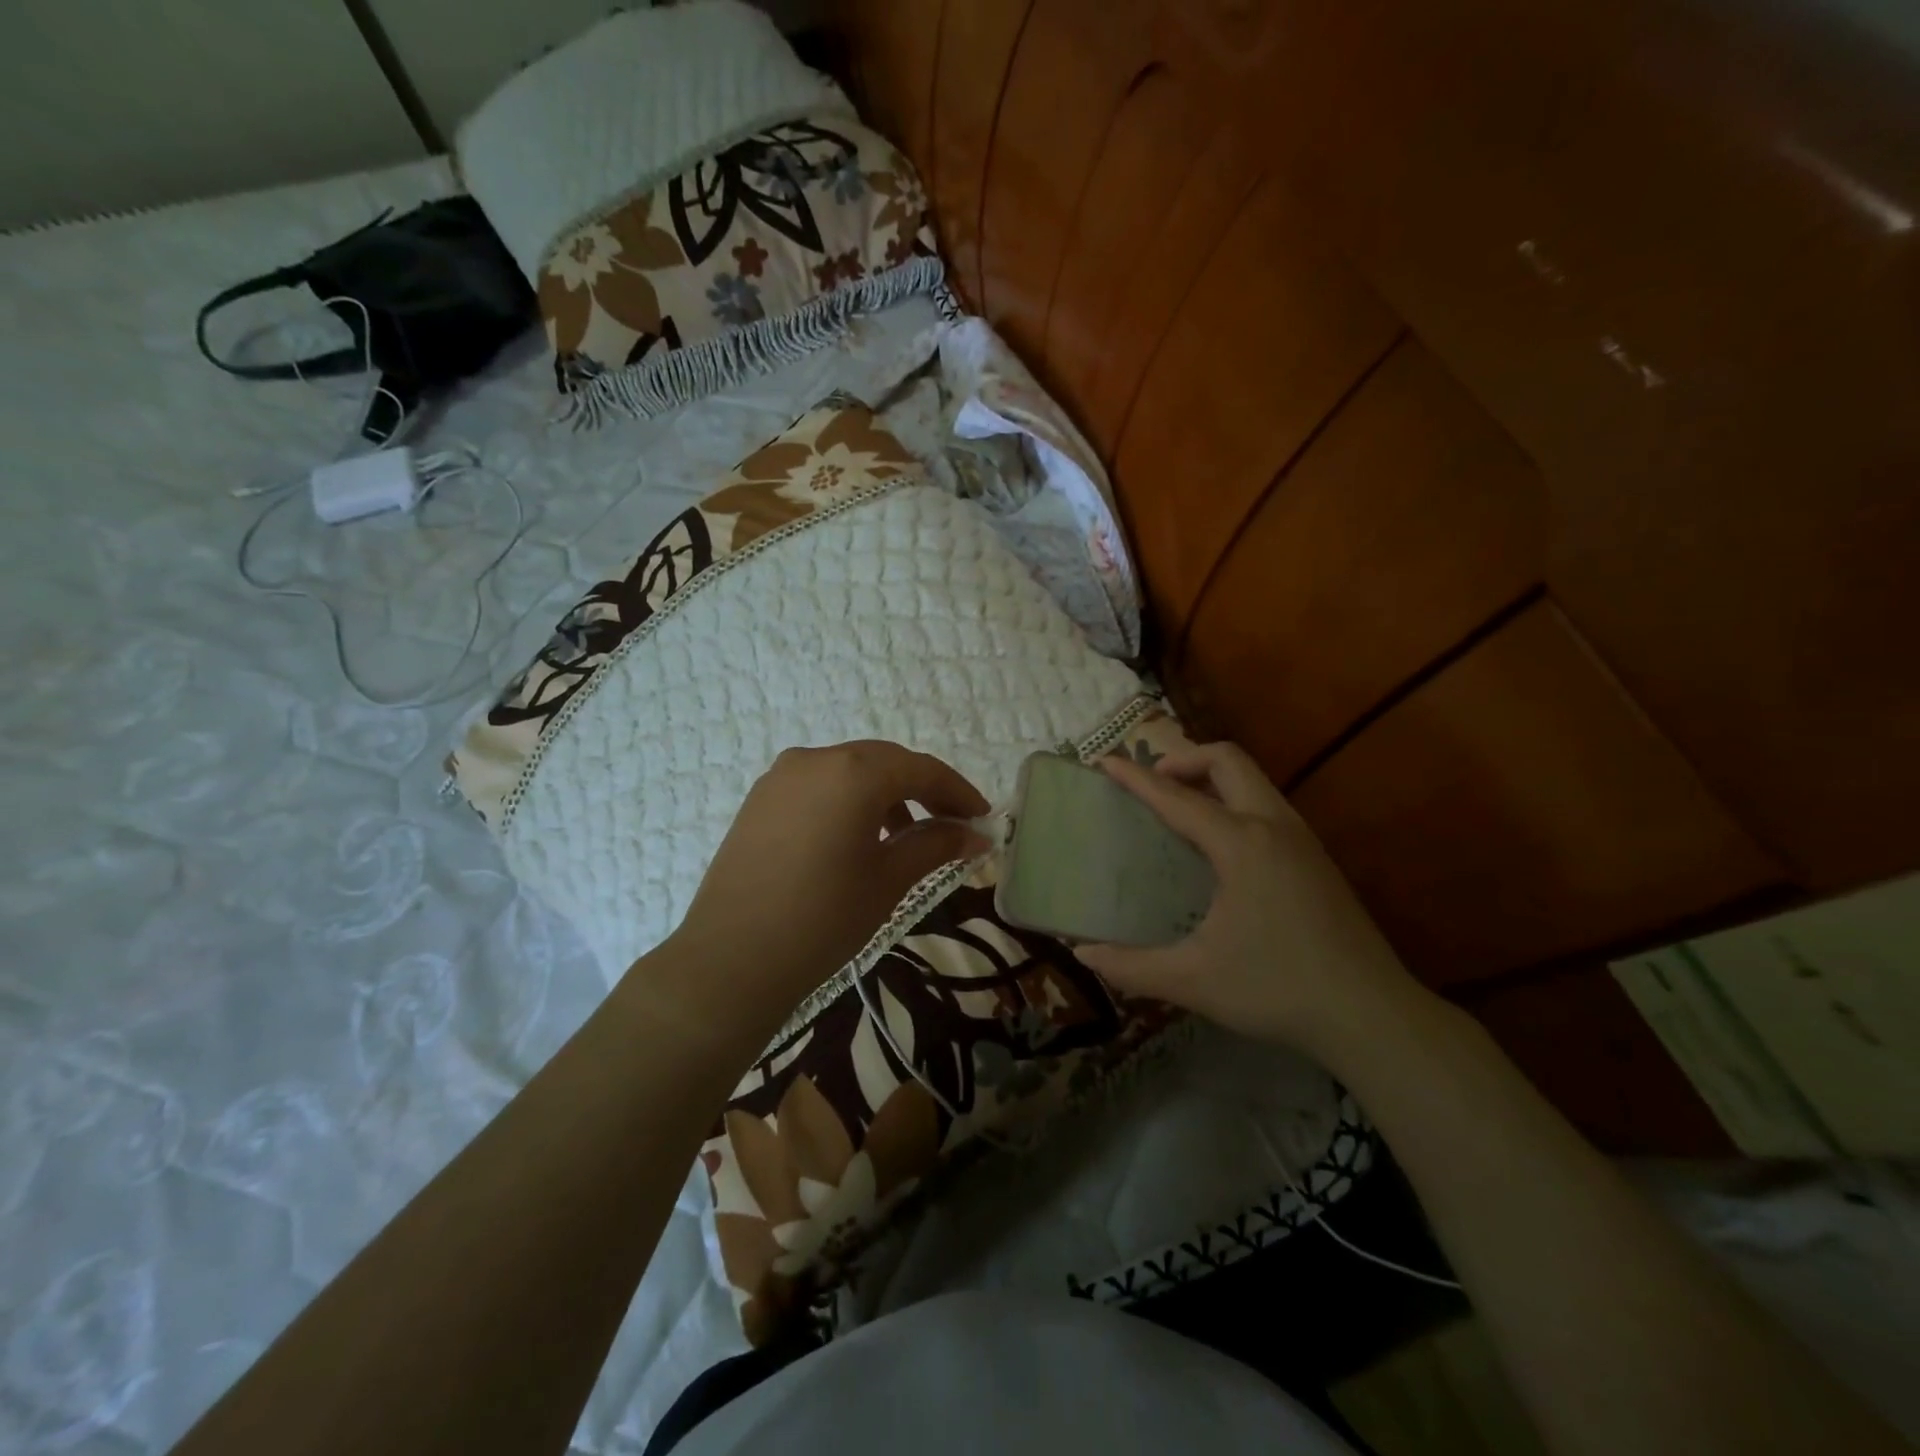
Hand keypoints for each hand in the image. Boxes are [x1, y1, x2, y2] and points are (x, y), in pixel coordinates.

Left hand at [659, 741, 989, 1018]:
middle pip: (885, 762)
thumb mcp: (889, 880)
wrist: (731, 960)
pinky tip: (858, 838)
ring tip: (906, 837)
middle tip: (952, 824)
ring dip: (885, 795)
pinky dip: (849, 801)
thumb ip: (936, 845)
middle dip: (923, 789)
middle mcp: (815, 759)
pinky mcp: (761, 799)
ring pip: (850, 771)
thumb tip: (975, 835)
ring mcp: (781, 776)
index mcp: (853, 772)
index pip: (920, 769)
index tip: (982, 818)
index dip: (958, 791)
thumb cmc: (823, 919)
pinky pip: (819, 786)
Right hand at [1076, 741, 1424, 1053]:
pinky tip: (1220, 849)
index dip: (1135, 778)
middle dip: (1183, 760)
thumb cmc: (1277, 989)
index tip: (1103, 762)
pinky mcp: (1317, 859)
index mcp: (1241, 844)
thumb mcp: (1194, 981)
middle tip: (1151, 787)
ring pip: (1253, 780)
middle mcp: (1274, 827)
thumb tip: (1083, 954)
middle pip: (1227, 761)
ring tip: (1179, 810)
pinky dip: (1234, 801)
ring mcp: (1302, 840)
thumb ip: (1131, 967)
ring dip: (1212, 778)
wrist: (1372, 1016)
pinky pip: (1267, 805)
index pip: (1177, 798)